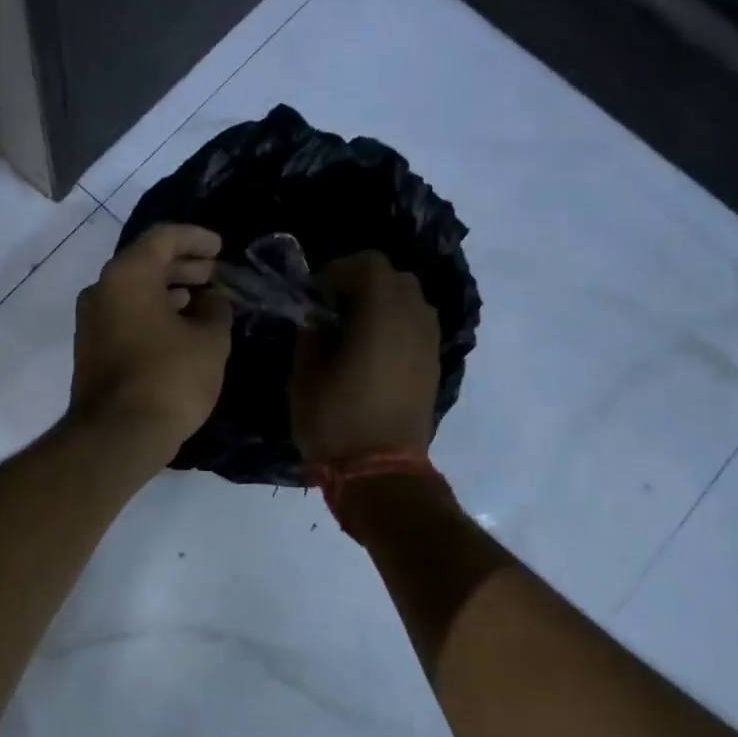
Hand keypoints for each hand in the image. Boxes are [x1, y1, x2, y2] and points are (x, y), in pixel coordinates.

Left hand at [69, 224, 232, 462]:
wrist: (118, 435)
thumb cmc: (169, 378)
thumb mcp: (210, 340)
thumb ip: (216, 310)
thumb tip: (212, 300)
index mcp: (127, 274)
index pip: (163, 238)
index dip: (196, 238)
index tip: (221, 248)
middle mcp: (101, 289)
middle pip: (145, 263)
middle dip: (183, 266)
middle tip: (214, 274)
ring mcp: (90, 321)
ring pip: (134, 291)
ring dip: (168, 291)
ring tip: (203, 302)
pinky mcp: (90, 349)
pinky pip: (125, 316)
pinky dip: (152, 313)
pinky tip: (179, 329)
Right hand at [290, 252, 440, 465]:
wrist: (381, 472)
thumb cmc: (335, 421)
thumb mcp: (304, 376)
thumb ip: (310, 335)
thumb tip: (317, 319)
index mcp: (381, 314)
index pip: (367, 264)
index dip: (336, 272)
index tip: (313, 297)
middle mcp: (413, 318)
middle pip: (394, 277)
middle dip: (361, 284)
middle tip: (331, 310)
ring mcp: (429, 342)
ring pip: (410, 301)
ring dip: (381, 305)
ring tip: (352, 332)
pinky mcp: (433, 365)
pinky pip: (416, 327)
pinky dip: (395, 326)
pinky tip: (371, 353)